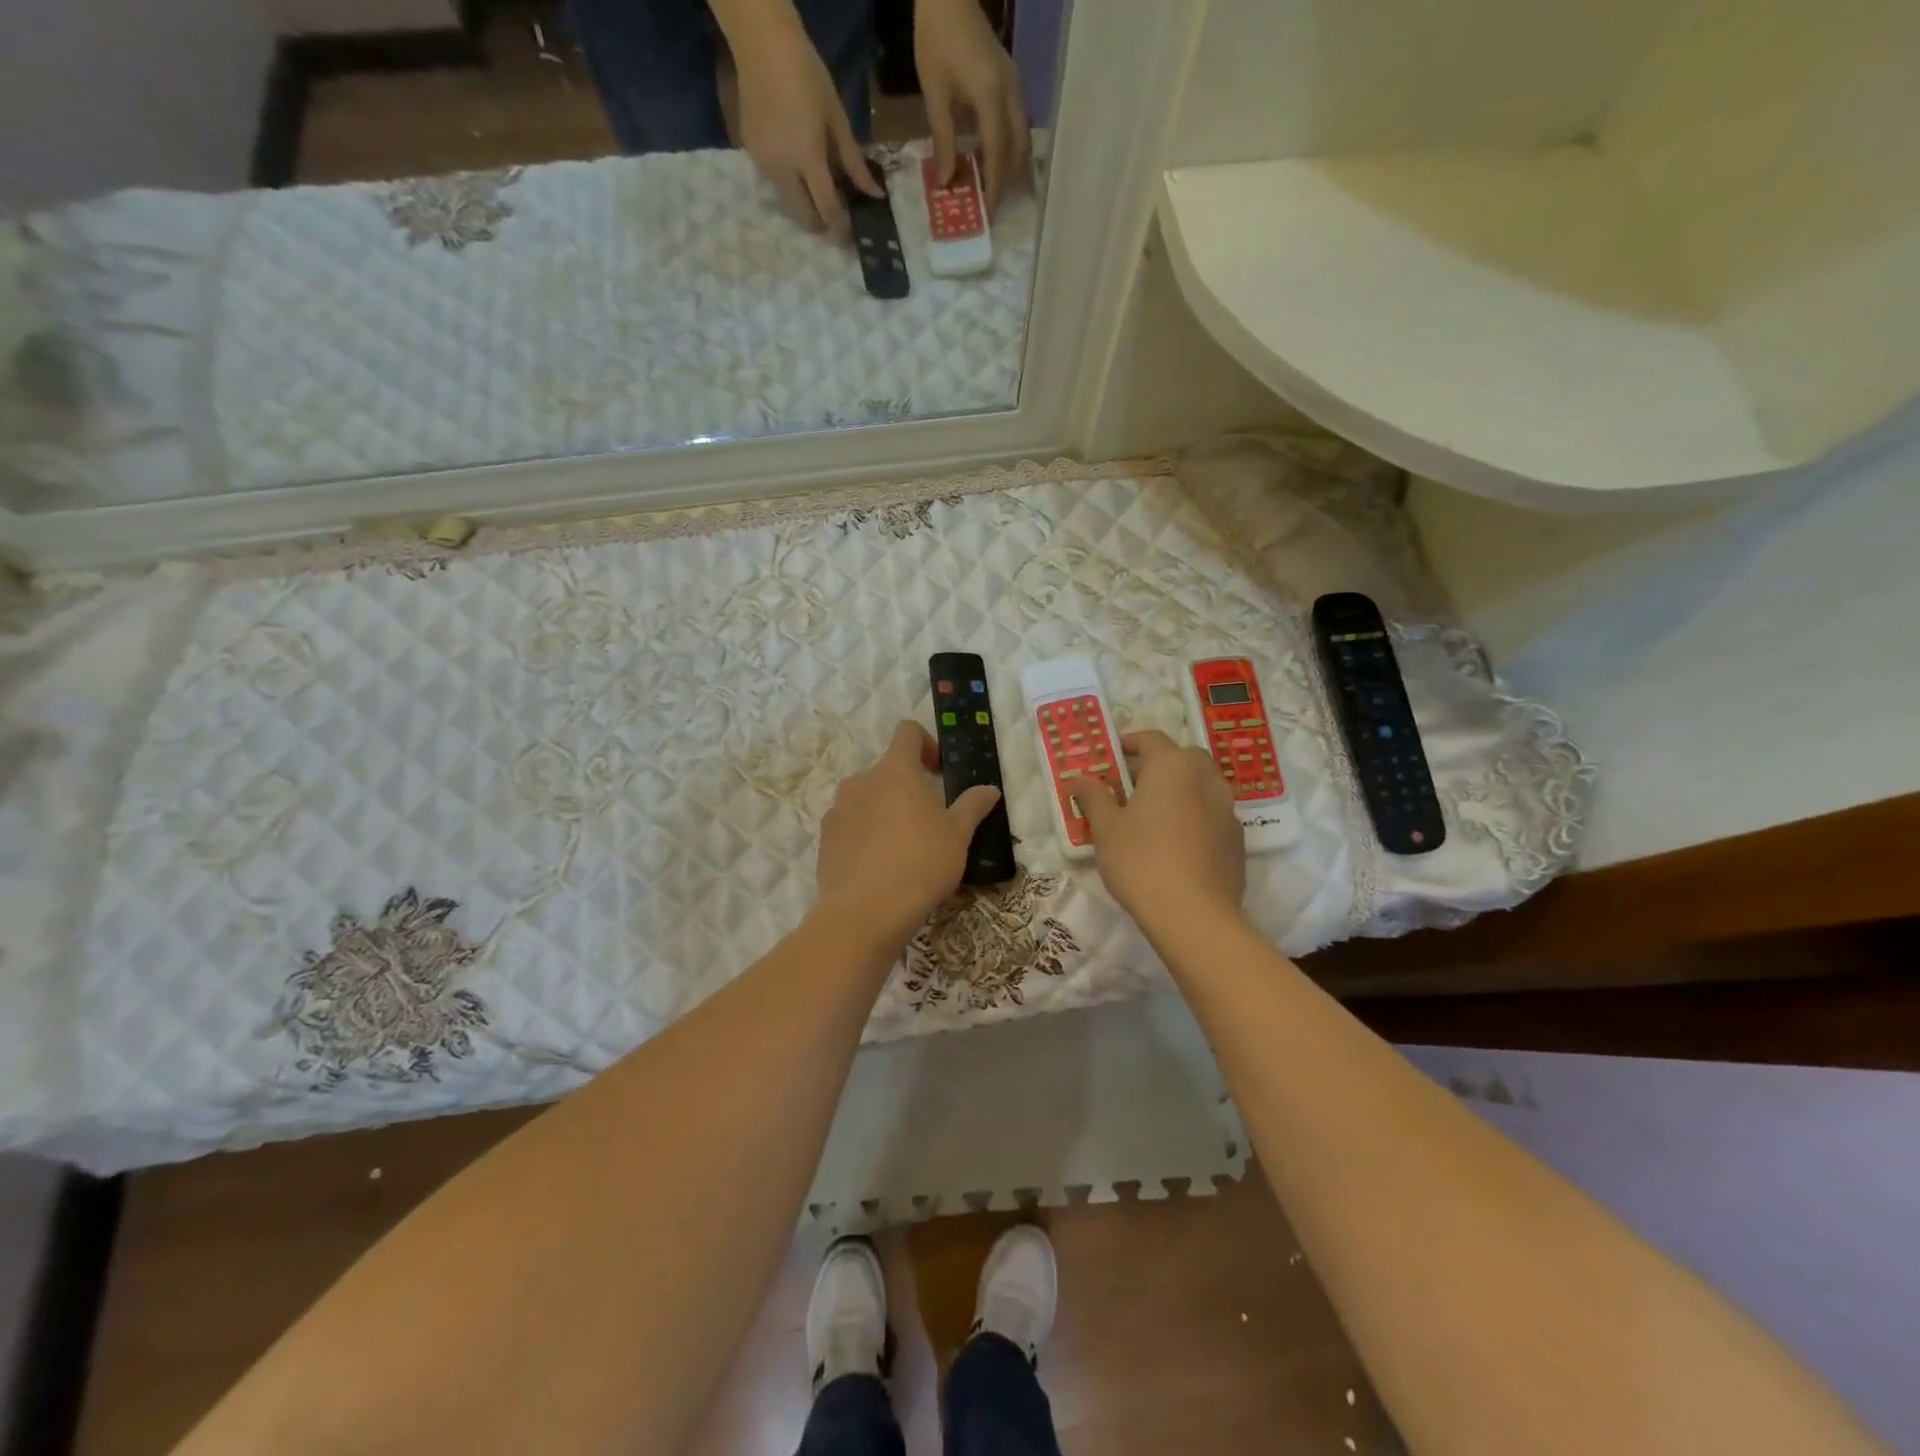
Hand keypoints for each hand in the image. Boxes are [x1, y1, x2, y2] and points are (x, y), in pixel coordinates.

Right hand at [733, 16, 881, 235]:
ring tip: (818, 195)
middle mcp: (782, 169)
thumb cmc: (807, 74)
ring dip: (803, 207)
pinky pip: (774, 182)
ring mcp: (763, 163)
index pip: (827, 208)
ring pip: (787, 203)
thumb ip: (853, 162)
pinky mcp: (751, 153)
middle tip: (835, 221)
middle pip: (803, 215)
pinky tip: (799, 172)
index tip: (850, 238)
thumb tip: (874, 194)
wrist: (761, 42)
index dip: (840, 227)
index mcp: (807, 159)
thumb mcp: (837, 119)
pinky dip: (790, 186)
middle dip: (820, 224)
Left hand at [817, 720, 1001, 948]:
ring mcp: (838, 810)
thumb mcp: (958, 835)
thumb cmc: (921, 863)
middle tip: (929, 819)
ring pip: (866, 798)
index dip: (926, 743)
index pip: (907, 732)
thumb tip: (989, 788)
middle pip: (887, 770)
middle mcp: (861, 781)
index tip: (940, 772)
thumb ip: (973, 806)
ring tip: (903, 846)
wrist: (865, 913)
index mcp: (895, 771)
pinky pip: (850, 824)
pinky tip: (880, 865)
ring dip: (885, 810)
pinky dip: (865, 834)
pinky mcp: (825, 839)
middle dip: (907, 786)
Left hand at [915, 0, 1030, 213]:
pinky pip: (1017, 122)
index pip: (998, 154)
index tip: (990, 213)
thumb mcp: (935, 94)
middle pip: (1017, 148)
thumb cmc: (936, 40)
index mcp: (991, 97)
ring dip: (1011, 165)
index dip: (994, 186)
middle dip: (1007, 180)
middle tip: (994, 206)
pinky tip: (995, 158)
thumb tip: (947, 182)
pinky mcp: (1011, 80)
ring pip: (1022, 136)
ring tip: (997, 188)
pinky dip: (1009, 146)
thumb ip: (943, 140)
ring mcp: (1014, 85)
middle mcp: (1011, 93)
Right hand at [1068, 730, 1246, 932]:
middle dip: (1155, 767)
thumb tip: (1081, 777)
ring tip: (1150, 818)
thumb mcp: (1106, 828)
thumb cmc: (1141, 861)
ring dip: (1176, 792)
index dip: (1128, 743)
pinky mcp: (1237, 839)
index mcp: (1174, 765)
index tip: (1110, 756)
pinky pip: (1210, 815)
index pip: (1150, 739)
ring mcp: (1228, 808)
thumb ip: (1094, 797)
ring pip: (1199, 787)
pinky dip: (1192, 818)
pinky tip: (1174, 846)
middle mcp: (1206, 777)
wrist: (1194, 915)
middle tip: (1128, 788)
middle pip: (1180, 760)